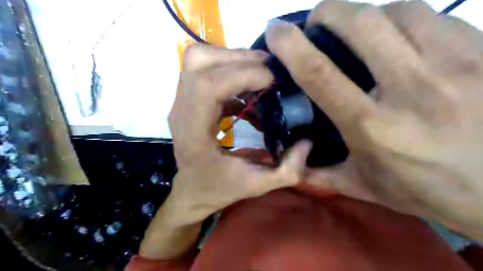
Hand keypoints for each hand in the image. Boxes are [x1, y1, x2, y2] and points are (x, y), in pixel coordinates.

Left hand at [142, 45, 311, 258]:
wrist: (192, 190)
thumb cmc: (219, 189)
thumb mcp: (257, 186)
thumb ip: (287, 170)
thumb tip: (308, 141)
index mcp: (194, 134)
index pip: (207, 86)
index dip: (241, 74)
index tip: (271, 82)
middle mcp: (181, 112)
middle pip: (200, 62)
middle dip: (239, 58)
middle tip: (269, 71)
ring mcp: (181, 103)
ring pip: (200, 60)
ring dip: (233, 60)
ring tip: (260, 75)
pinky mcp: (188, 99)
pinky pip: (205, 71)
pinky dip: (229, 72)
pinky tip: (247, 91)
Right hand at [266, 0, 482, 240]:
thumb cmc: (423, 190)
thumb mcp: (362, 186)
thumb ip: (319, 174)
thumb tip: (290, 162)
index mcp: (371, 126)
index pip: (319, 73)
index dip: (291, 45)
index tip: (276, 30)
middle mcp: (410, 90)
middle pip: (361, 24)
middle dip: (329, 12)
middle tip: (318, 20)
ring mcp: (455, 66)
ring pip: (399, 12)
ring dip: (369, 15)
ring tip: (360, 32)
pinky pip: (436, 18)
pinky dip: (407, 20)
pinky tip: (401, 38)